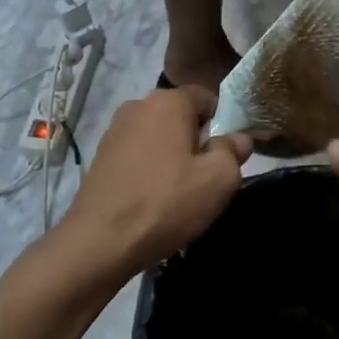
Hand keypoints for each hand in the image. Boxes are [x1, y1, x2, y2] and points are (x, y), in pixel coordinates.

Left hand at [62, 86, 251, 274]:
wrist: (99, 241)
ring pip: (159, 137)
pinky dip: (150, 169)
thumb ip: (234, 151)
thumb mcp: (218, 180)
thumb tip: (239, 138)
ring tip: (178, 193)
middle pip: (181, 117)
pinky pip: (138, 154)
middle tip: (205, 178)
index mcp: (168, 101)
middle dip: (196, 141)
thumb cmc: (166, 203)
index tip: (226, 155)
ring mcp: (114, 130)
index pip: (207, 98)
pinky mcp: (100, 156)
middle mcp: (138, 105)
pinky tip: (152, 199)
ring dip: (172, 157)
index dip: (223, 124)